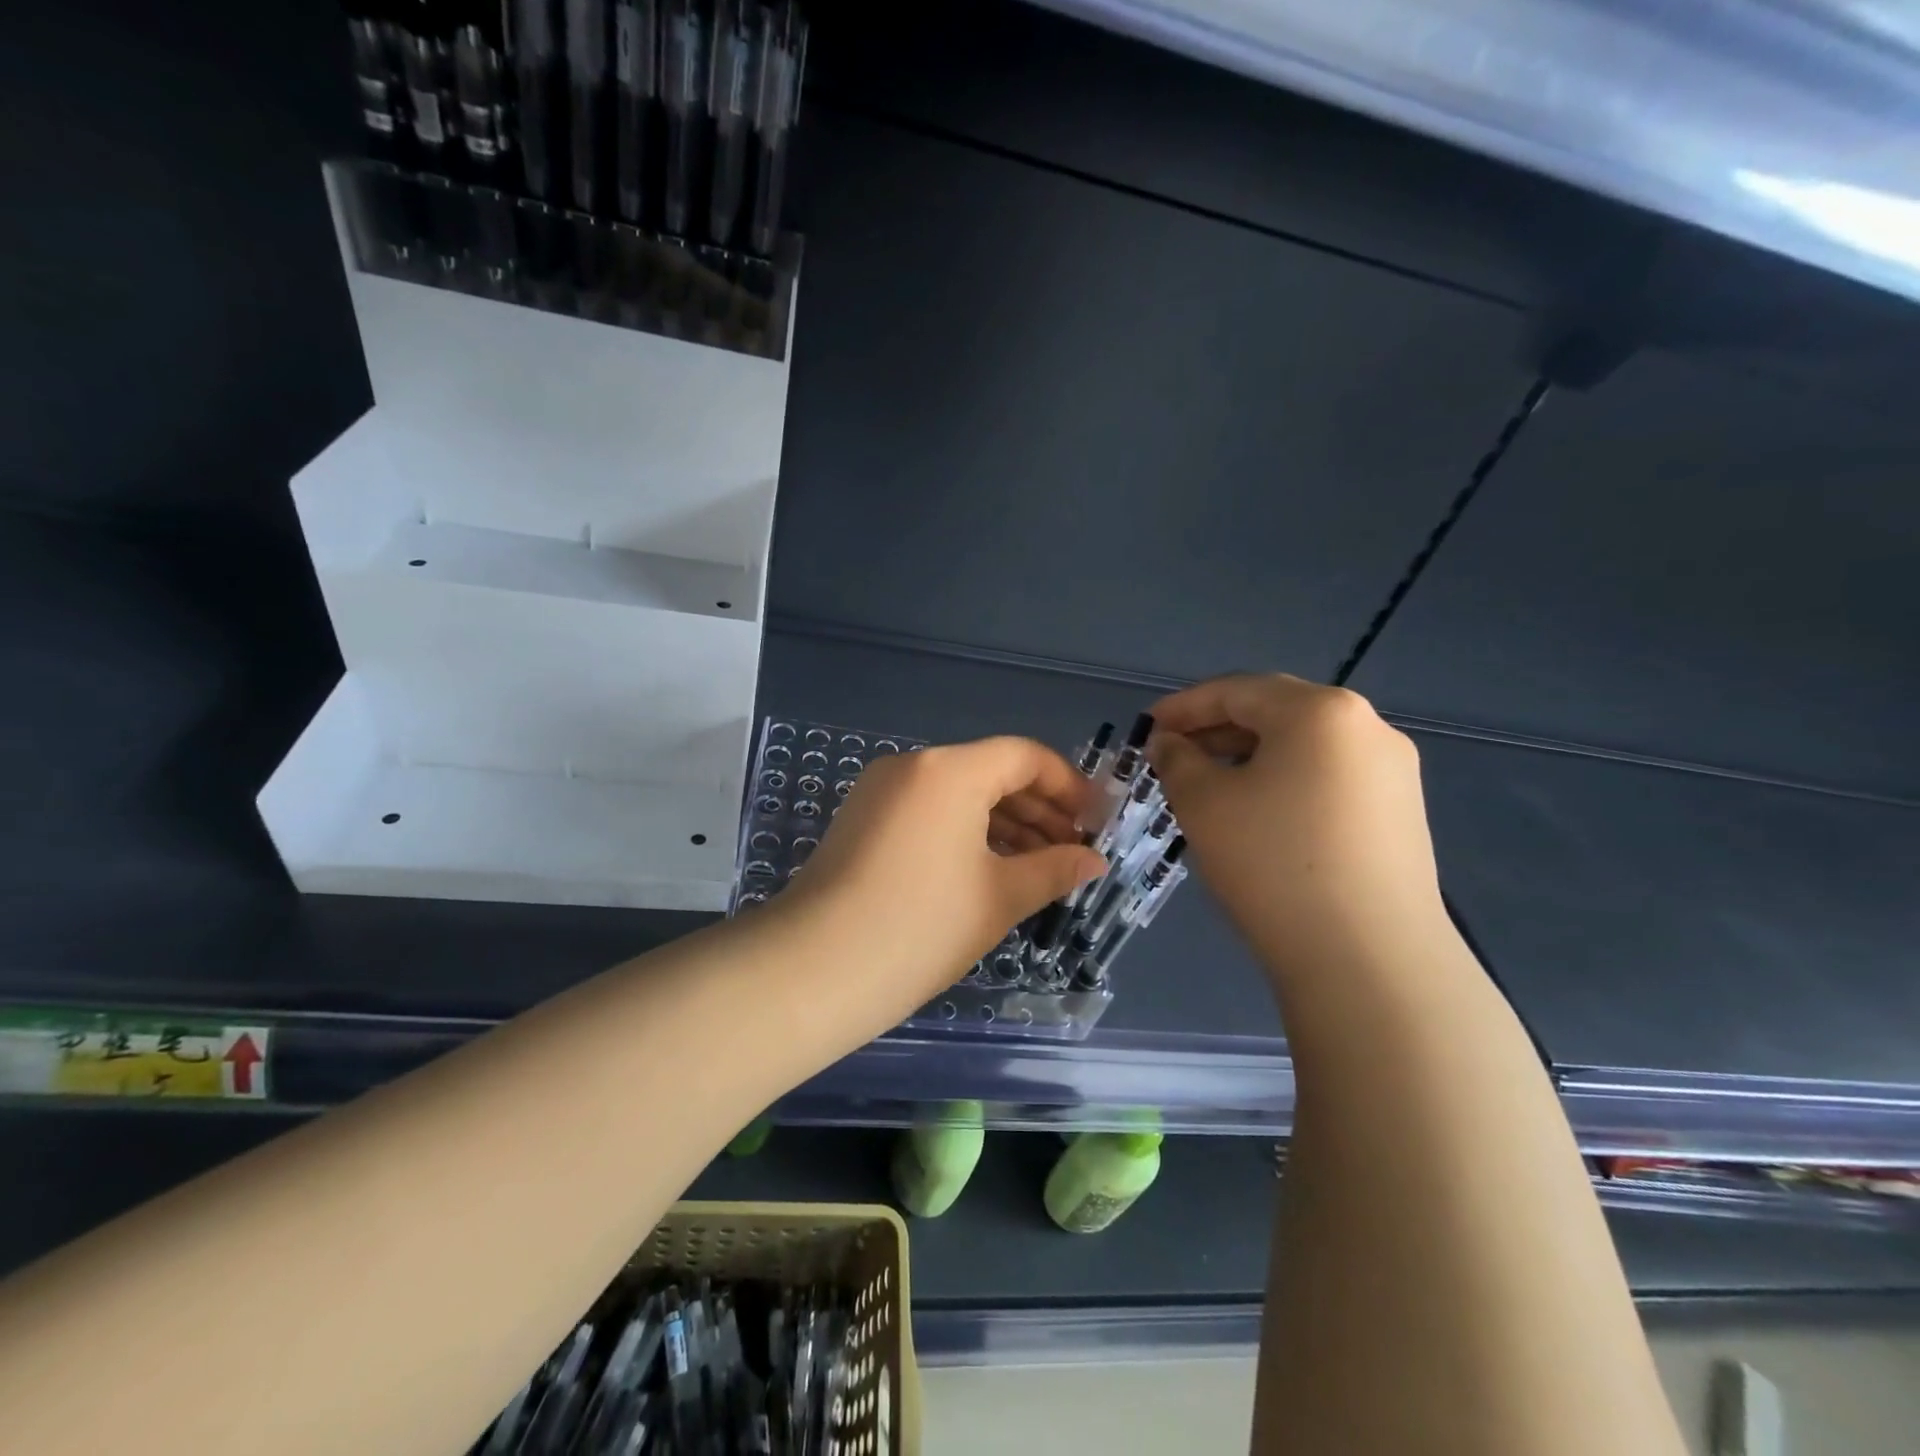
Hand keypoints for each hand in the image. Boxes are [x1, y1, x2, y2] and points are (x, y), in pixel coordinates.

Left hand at [783, 737, 1106, 1025]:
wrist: (815, 969)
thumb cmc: (922, 926)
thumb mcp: (999, 897)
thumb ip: (1054, 869)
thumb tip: (1093, 861)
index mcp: (950, 771)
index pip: (1023, 756)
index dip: (1068, 785)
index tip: (1095, 821)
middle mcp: (913, 766)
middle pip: (990, 772)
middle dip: (1037, 809)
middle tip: (1072, 850)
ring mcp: (880, 791)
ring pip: (958, 795)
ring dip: (1002, 824)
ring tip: (1038, 866)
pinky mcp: (862, 820)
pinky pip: (928, 812)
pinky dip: (964, 832)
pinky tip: (989, 870)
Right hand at [1148, 674, 1446, 973]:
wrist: (1368, 959)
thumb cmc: (1272, 863)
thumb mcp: (1203, 803)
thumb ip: (1178, 760)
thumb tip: (1171, 743)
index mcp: (1319, 711)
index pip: (1236, 690)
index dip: (1183, 707)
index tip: (1147, 729)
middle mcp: (1367, 727)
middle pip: (1275, 712)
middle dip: (1217, 730)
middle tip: (1173, 756)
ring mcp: (1392, 772)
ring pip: (1303, 747)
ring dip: (1250, 757)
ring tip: (1209, 786)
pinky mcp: (1401, 814)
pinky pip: (1329, 778)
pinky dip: (1284, 782)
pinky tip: (1258, 815)